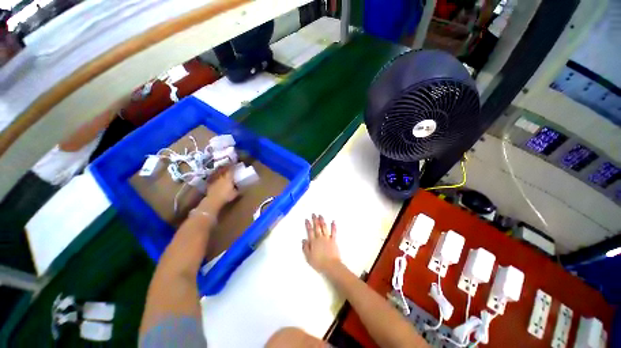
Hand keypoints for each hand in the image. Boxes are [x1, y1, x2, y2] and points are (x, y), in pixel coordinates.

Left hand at [199, 168, 237, 211]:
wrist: (213, 200)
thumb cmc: (226, 196)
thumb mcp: (235, 193)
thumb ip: (238, 189)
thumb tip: (241, 187)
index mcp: (228, 178)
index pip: (231, 169)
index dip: (233, 165)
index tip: (235, 163)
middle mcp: (221, 176)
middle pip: (223, 168)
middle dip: (226, 165)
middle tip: (228, 164)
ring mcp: (215, 179)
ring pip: (217, 171)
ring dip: (220, 169)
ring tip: (222, 168)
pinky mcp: (210, 183)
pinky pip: (212, 176)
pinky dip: (214, 175)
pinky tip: (215, 175)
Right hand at [302, 214, 340, 273]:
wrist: (331, 266)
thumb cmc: (319, 263)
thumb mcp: (308, 257)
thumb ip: (305, 248)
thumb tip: (303, 240)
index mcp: (313, 242)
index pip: (310, 231)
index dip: (308, 225)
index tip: (307, 219)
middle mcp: (320, 238)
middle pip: (317, 227)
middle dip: (315, 220)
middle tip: (314, 214)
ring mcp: (327, 238)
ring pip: (324, 227)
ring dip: (322, 221)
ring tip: (320, 215)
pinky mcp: (333, 240)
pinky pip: (333, 232)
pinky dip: (333, 226)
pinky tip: (333, 221)